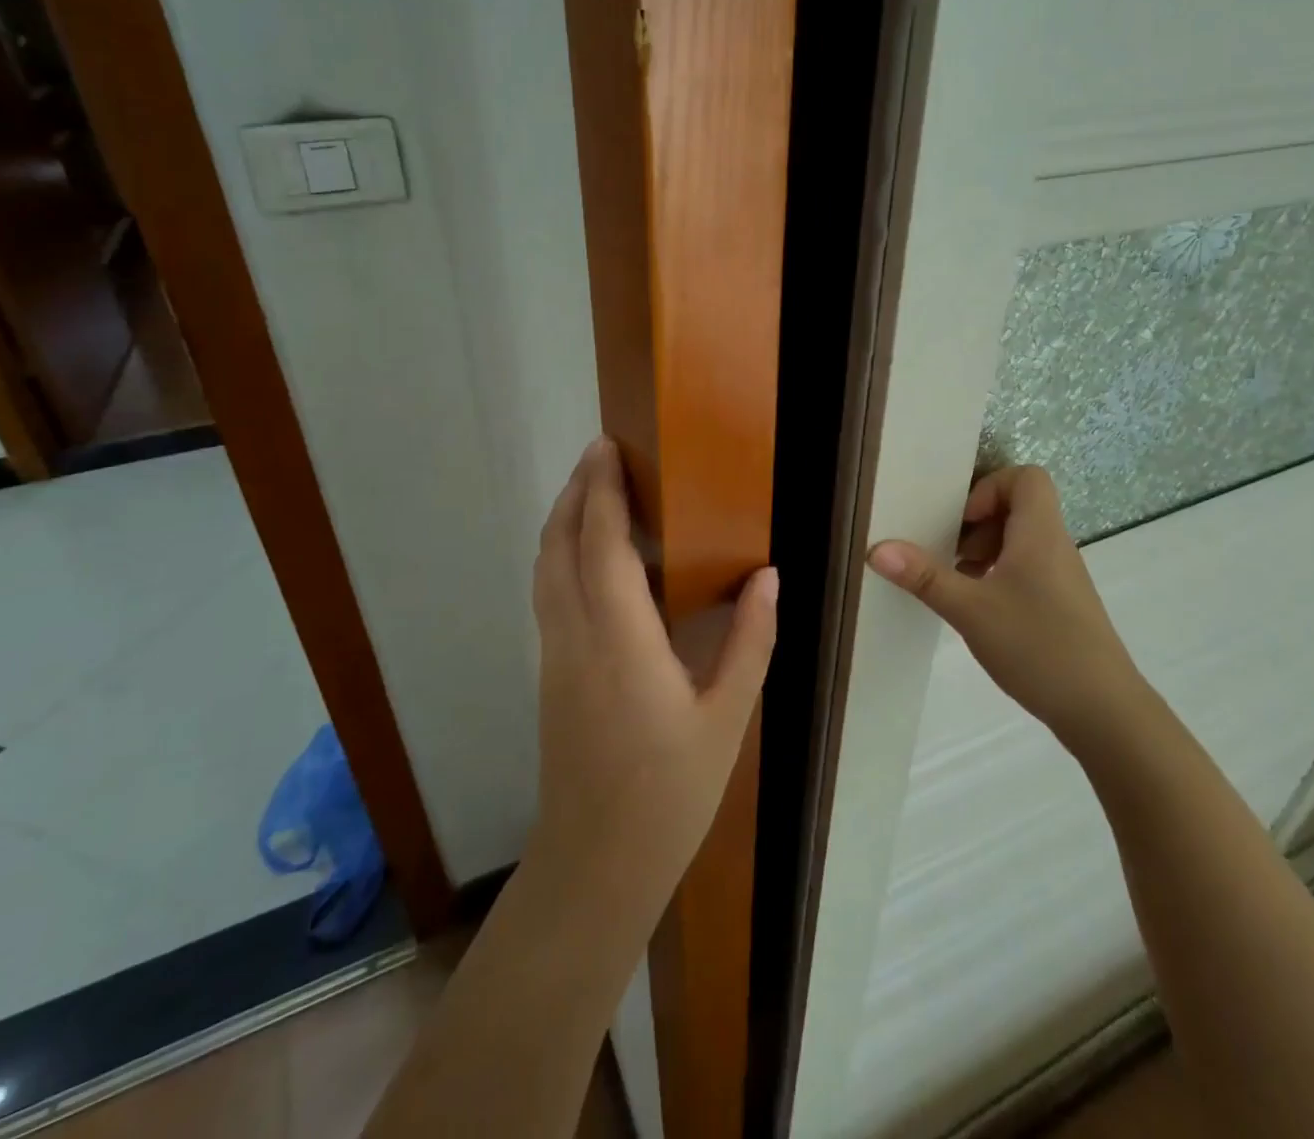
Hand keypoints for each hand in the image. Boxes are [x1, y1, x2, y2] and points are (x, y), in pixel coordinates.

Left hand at [528, 438, 777, 923]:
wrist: (596, 865)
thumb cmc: (671, 794)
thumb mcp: (728, 718)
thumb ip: (750, 641)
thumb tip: (768, 576)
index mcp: (621, 642)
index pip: (601, 545)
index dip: (601, 491)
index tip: (608, 449)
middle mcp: (575, 638)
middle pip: (559, 546)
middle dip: (576, 492)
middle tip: (600, 455)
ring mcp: (555, 656)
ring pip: (545, 569)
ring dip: (563, 521)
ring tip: (593, 491)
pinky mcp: (551, 674)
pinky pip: (549, 594)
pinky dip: (561, 554)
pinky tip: (589, 556)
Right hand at [867, 464, 1145, 744]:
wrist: (1105, 712)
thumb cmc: (1038, 646)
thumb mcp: (970, 610)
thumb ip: (924, 576)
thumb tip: (876, 548)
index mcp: (1039, 533)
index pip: (1026, 478)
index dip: (988, 488)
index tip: (961, 523)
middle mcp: (1055, 546)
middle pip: (1018, 507)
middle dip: (976, 523)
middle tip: (950, 553)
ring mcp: (1061, 578)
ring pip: (1019, 541)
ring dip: (984, 552)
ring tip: (957, 582)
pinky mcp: (1061, 606)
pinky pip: (1025, 570)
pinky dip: (997, 577)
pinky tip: (978, 610)